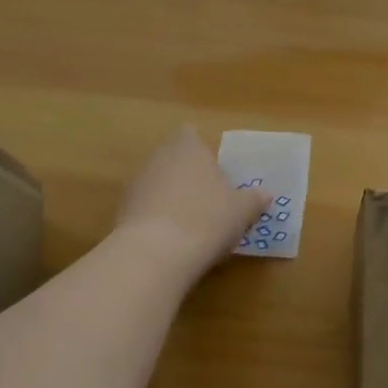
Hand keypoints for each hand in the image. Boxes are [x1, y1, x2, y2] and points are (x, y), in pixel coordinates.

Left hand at [114, 126, 266, 275]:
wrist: (156, 254)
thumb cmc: (207, 218)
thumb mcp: (242, 210)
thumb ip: (254, 199)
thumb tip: (265, 194)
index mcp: (188, 147)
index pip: (191, 134)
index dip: (202, 149)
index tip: (216, 169)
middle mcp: (158, 158)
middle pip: (174, 160)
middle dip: (189, 176)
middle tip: (212, 199)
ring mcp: (136, 185)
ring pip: (159, 185)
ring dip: (173, 198)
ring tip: (194, 224)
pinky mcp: (122, 213)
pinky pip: (147, 209)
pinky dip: (159, 220)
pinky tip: (174, 241)